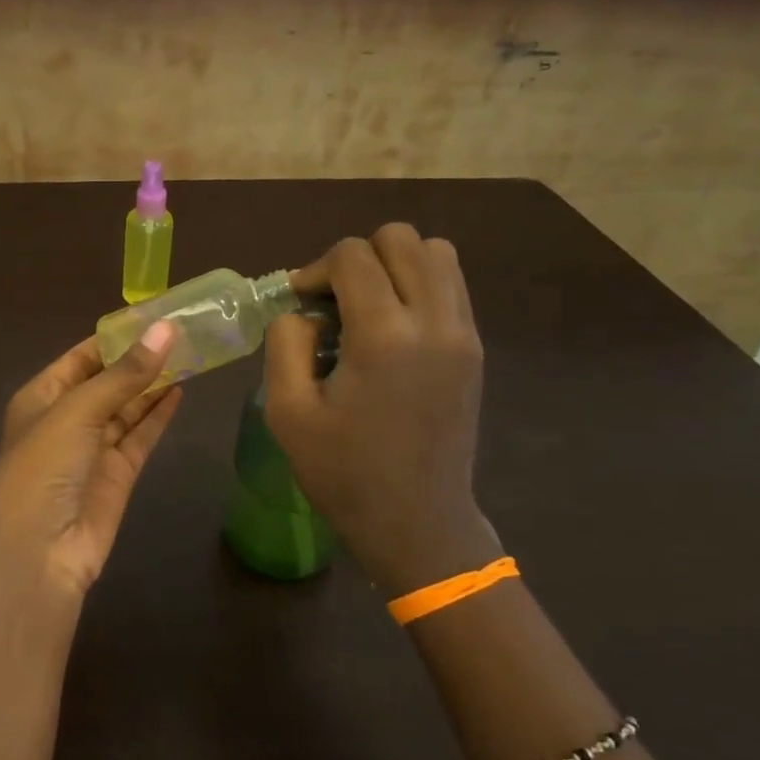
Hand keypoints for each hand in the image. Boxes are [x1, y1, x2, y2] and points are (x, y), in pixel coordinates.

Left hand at [0, 323, 183, 597]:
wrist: (37, 553)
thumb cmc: (43, 466)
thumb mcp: (78, 411)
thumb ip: (125, 374)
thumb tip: (165, 329)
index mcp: (42, 396)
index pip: (82, 357)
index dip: (116, 337)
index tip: (155, 315)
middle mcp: (66, 419)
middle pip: (108, 381)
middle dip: (139, 359)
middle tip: (184, 331)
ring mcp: (92, 449)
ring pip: (127, 408)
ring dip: (153, 384)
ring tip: (191, 354)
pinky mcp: (117, 476)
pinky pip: (140, 437)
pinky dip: (158, 416)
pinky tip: (181, 391)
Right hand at [264, 225, 500, 594]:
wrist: (417, 521)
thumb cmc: (344, 472)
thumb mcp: (288, 412)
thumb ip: (285, 344)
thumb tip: (303, 311)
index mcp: (384, 336)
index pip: (353, 256)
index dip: (316, 269)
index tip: (301, 304)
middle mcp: (434, 321)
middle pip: (402, 239)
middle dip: (358, 257)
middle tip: (334, 301)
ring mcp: (463, 334)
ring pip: (437, 253)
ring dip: (394, 265)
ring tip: (366, 306)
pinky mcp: (474, 349)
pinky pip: (451, 286)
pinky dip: (419, 285)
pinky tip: (392, 327)